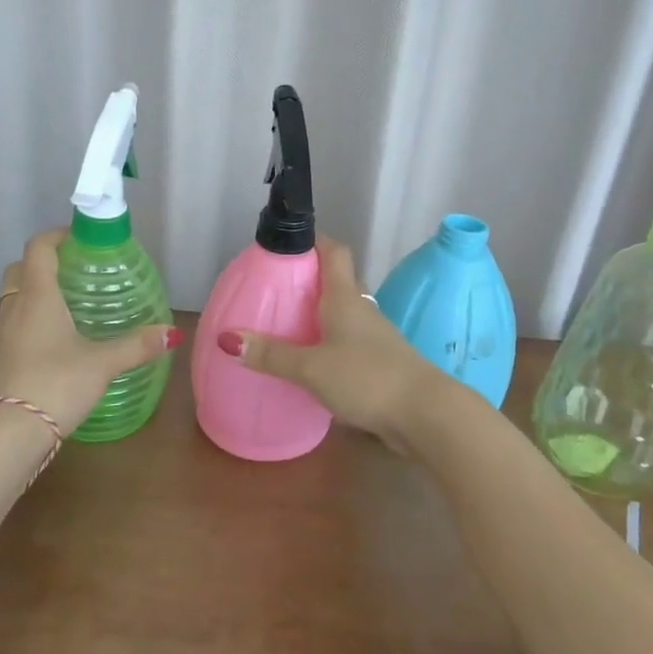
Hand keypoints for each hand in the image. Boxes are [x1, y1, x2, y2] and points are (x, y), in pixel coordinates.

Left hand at [0, 230, 180, 435]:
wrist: (9, 433)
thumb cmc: (56, 384)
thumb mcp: (102, 363)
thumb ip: (137, 345)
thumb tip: (172, 332)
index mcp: (37, 296)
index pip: (39, 248)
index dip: (56, 235)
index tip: (80, 237)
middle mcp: (13, 308)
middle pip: (20, 269)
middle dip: (43, 262)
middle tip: (74, 271)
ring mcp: (0, 334)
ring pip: (12, 297)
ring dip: (32, 291)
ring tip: (66, 303)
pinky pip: (10, 323)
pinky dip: (28, 318)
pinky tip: (52, 339)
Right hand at [220, 235, 434, 439]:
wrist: (425, 414)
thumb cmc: (367, 377)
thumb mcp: (311, 367)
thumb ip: (271, 354)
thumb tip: (227, 338)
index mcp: (345, 297)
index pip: (333, 251)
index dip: (312, 240)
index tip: (286, 243)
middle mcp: (362, 310)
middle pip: (336, 282)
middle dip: (307, 281)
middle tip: (273, 289)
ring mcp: (375, 337)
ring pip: (342, 314)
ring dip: (318, 315)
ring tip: (285, 326)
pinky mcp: (381, 363)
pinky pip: (349, 343)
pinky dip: (329, 344)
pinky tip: (311, 363)